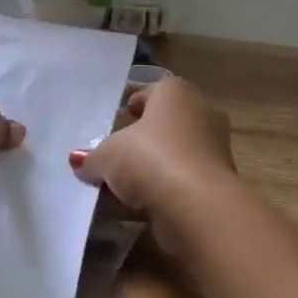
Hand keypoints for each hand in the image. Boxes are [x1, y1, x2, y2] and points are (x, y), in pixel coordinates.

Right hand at [68, 78, 236, 247]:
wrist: (198, 205)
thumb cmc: (151, 160)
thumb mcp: (108, 156)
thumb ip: (92, 158)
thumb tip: (79, 161)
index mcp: (176, 93)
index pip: (153, 91)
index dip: (134, 104)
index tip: (119, 117)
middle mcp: (201, 112)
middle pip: (166, 122)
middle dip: (144, 137)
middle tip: (118, 151)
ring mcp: (214, 147)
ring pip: (176, 152)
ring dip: (154, 166)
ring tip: (124, 184)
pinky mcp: (218, 180)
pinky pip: (183, 179)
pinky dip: (166, 188)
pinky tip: (141, 204)